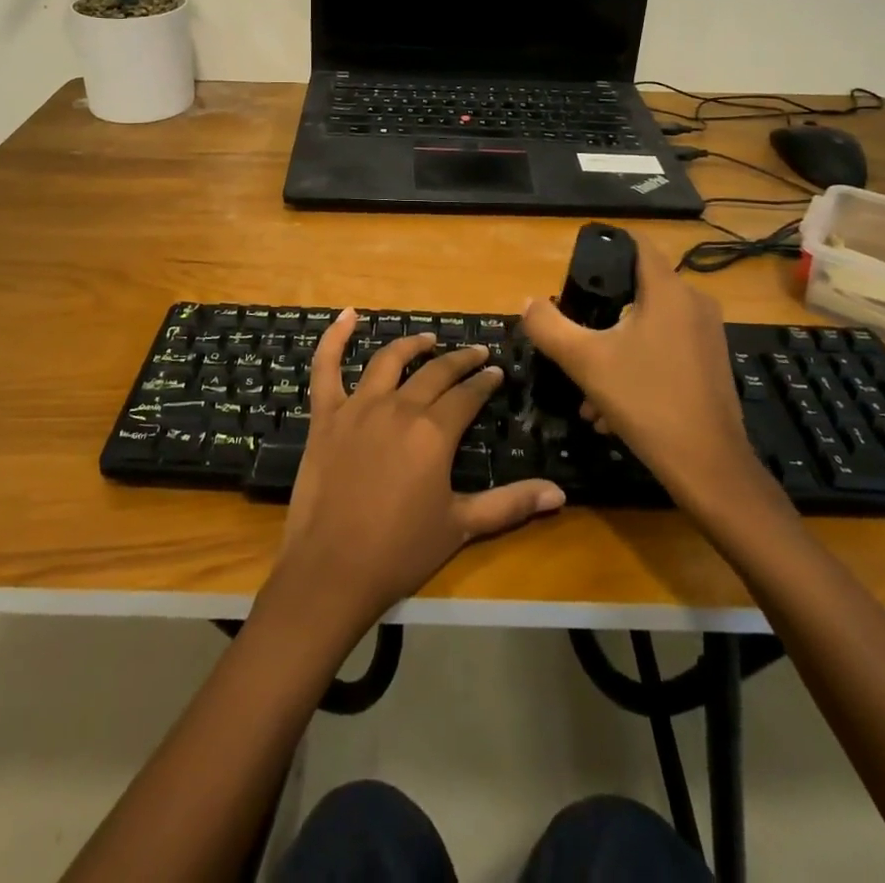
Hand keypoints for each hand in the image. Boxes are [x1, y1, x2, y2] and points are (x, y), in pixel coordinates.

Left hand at [273, 311, 565, 632]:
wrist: (332, 569)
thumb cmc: (400, 550)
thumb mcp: (461, 526)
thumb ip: (510, 504)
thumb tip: (560, 494)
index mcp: (433, 432)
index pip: (467, 395)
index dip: (485, 381)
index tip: (497, 372)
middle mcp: (399, 407)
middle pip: (435, 373)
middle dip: (460, 360)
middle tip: (476, 354)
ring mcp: (358, 407)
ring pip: (388, 361)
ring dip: (413, 345)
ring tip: (429, 339)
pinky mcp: (325, 415)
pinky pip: (326, 367)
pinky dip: (334, 338)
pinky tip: (347, 315)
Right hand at [520, 237, 787, 531]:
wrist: (708, 467)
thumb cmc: (646, 402)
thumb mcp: (585, 361)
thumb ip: (549, 326)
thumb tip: (528, 303)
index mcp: (669, 291)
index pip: (636, 245)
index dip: (603, 249)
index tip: (574, 272)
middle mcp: (694, 304)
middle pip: (636, 291)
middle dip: (599, 316)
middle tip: (571, 340)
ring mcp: (706, 336)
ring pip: (647, 328)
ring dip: (612, 351)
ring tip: (586, 391)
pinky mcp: (710, 365)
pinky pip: (663, 351)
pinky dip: (635, 368)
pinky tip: (610, 411)